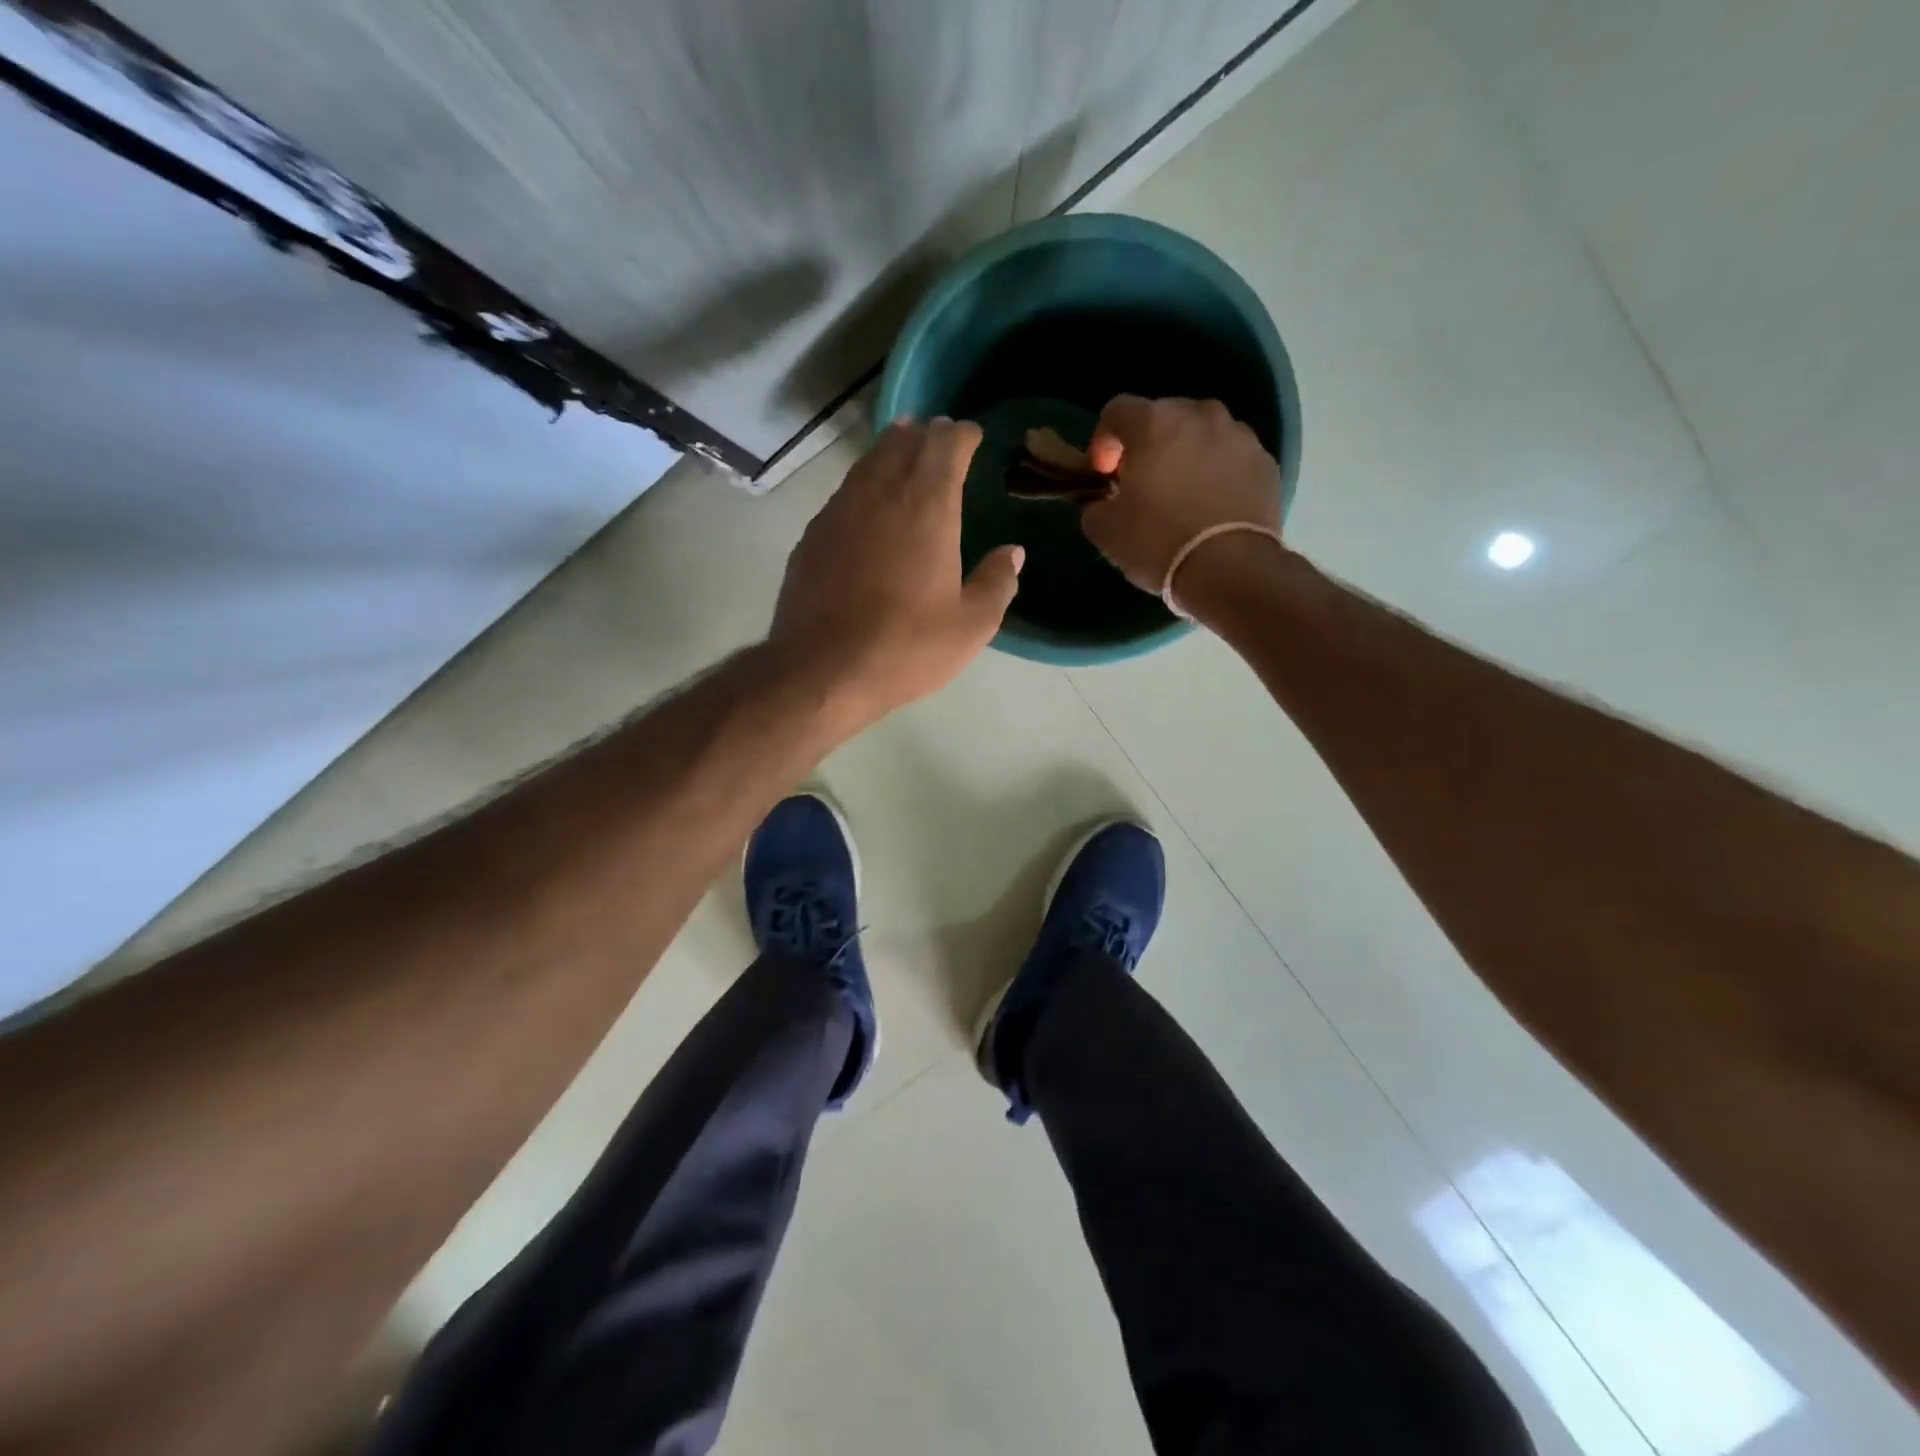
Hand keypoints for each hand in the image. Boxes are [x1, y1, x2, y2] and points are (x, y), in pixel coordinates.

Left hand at [771, 418, 1022, 724]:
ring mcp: (839, 512)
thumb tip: (1013, 553)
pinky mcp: (812, 536)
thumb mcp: (971, 626)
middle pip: (902, 443)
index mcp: (927, 507)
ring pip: (868, 463)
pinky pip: (844, 493)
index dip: (961, 435)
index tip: (971, 434)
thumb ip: (997, 583)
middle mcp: (881, 494)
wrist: (823, 671)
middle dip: (925, 434)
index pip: (946, 447)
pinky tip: (866, 502)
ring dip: (890, 450)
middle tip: (939, 435)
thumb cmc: (907, 647)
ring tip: (903, 446)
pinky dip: (863, 484)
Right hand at [1080, 396, 1282, 592]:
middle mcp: (1200, 414)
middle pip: (1163, 417)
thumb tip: (1101, 503)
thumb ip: (1094, 506)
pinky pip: (1231, 457)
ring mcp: (1239, 435)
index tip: (1103, 476)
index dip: (1103, 442)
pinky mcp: (1266, 461)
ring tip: (1182, 493)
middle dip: (1147, 445)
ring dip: (1186, 455)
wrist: (1230, 568)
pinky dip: (1218, 472)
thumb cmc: (1158, 542)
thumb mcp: (1105, 530)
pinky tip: (1211, 506)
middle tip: (1142, 484)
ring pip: (1202, 434)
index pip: (1116, 411)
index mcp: (1154, 422)